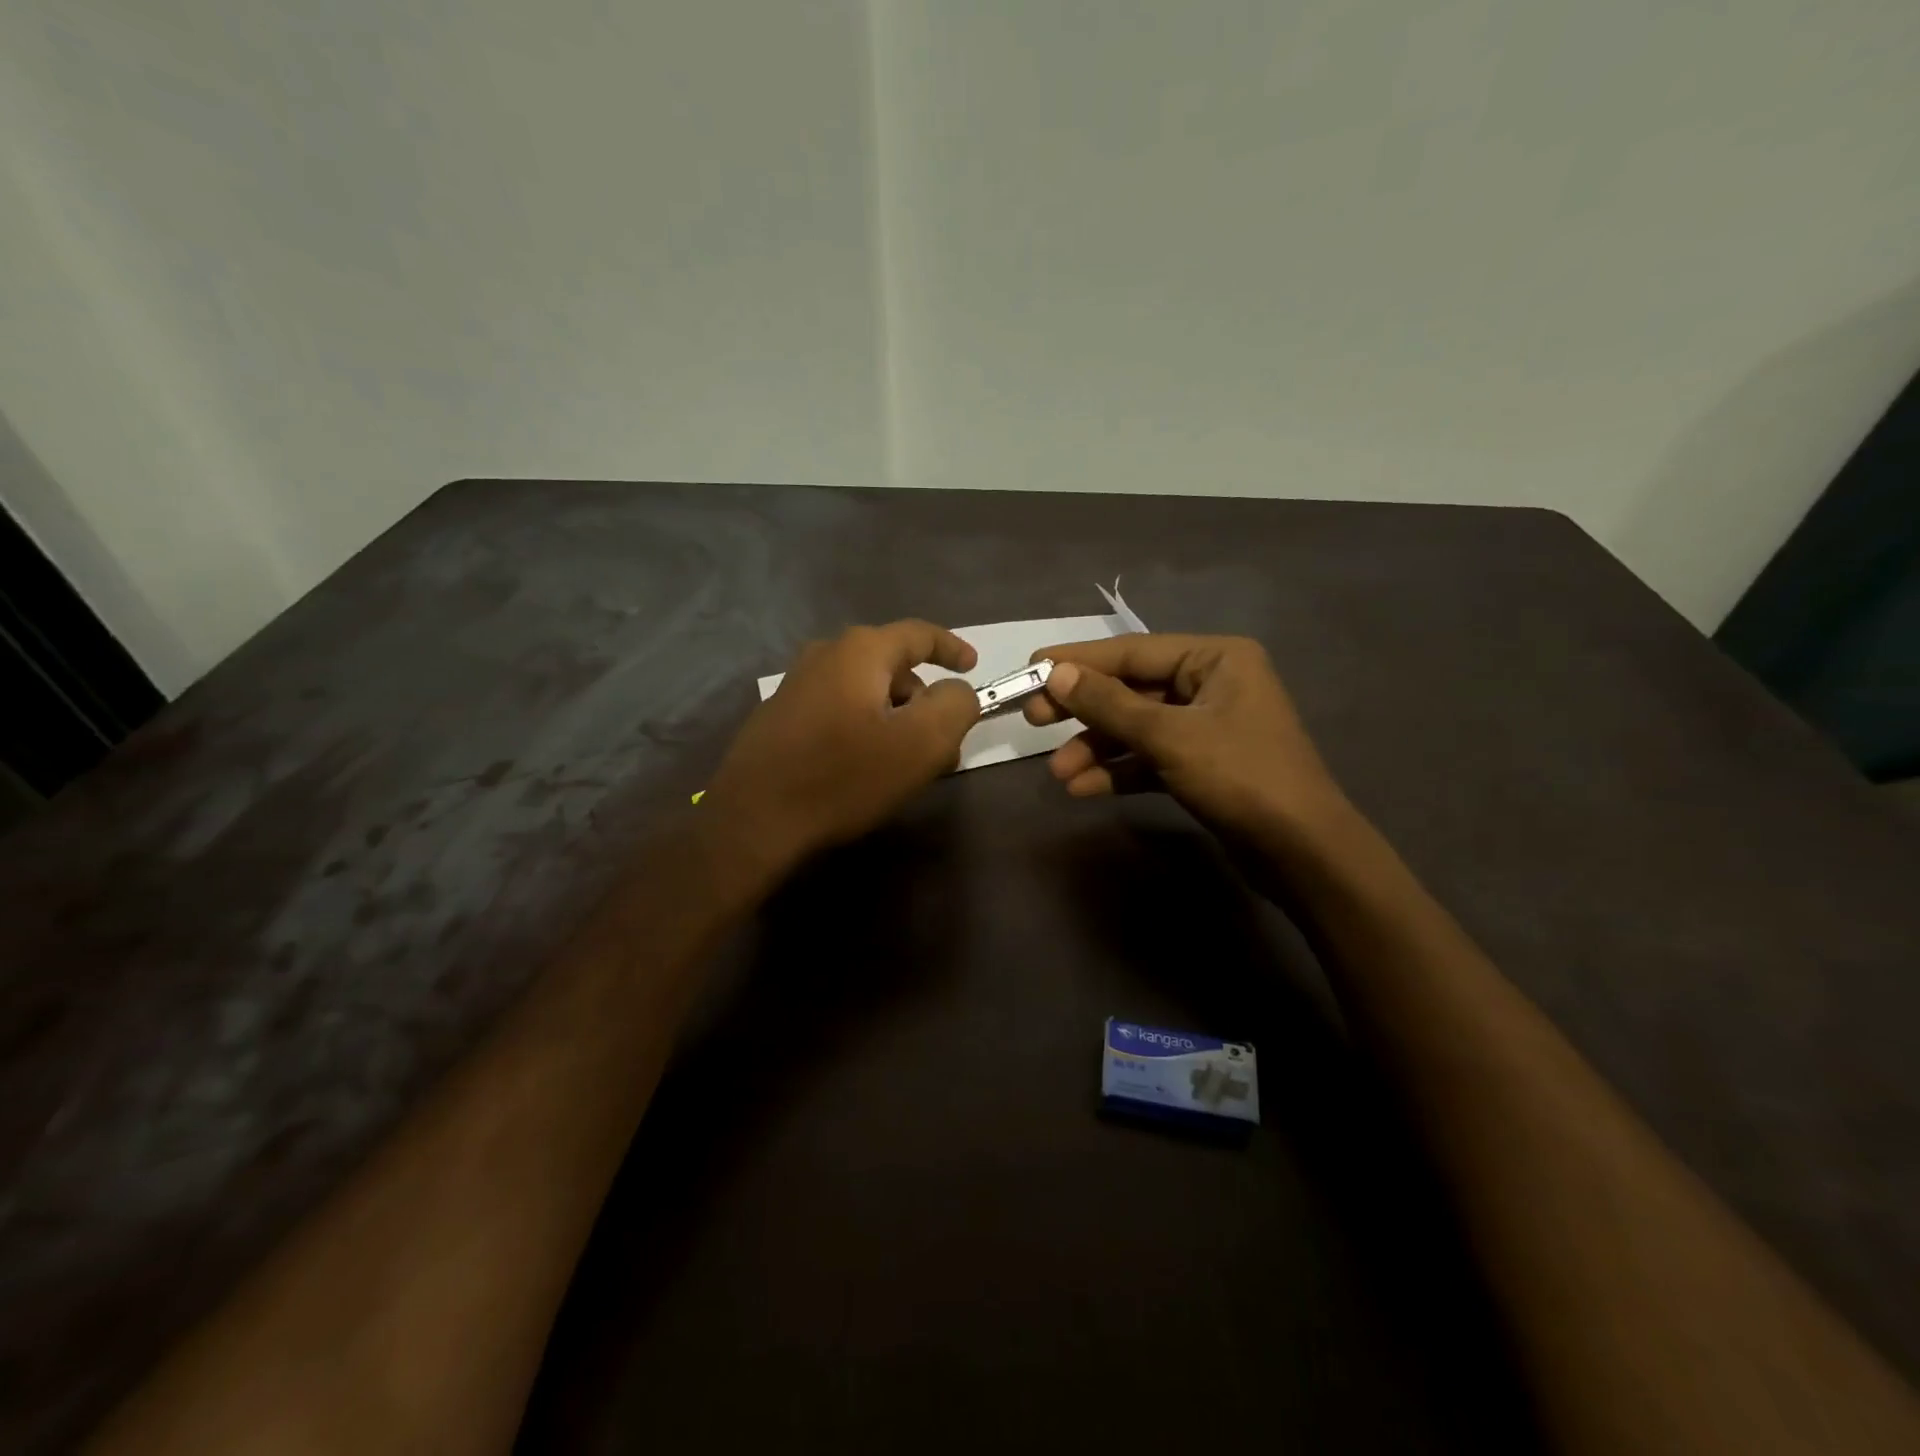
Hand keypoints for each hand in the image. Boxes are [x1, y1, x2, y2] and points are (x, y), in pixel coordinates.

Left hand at [705, 621, 979, 868]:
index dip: (952, 648)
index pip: (919, 634)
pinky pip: (840, 710)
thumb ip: (955, 706)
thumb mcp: (921, 743)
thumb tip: (957, 692)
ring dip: (895, 719)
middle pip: (892, 666)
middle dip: (924, 700)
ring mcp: (797, 686)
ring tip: (907, 763)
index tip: (972, 667)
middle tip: (943, 742)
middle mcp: (825, 655)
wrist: (754, 819)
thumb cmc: (844, 776)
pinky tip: (866, 767)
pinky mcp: (781, 718)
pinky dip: (865, 728)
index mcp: (861, 651)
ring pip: (866, 692)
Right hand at [1022, 633, 1346, 843]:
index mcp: (1215, 659)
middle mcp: (1211, 684)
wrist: (1302, 853)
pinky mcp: (1201, 765)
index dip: (1078, 660)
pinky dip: (1118, 771)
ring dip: (1096, 748)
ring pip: (1136, 728)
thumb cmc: (1241, 778)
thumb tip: (1056, 673)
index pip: (1132, 651)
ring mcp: (1206, 727)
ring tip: (1058, 773)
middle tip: (1033, 720)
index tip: (1030, 668)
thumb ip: (1109, 704)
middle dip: (1083, 709)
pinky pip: (1149, 758)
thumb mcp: (1168, 736)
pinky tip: (1083, 790)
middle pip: (1131, 689)